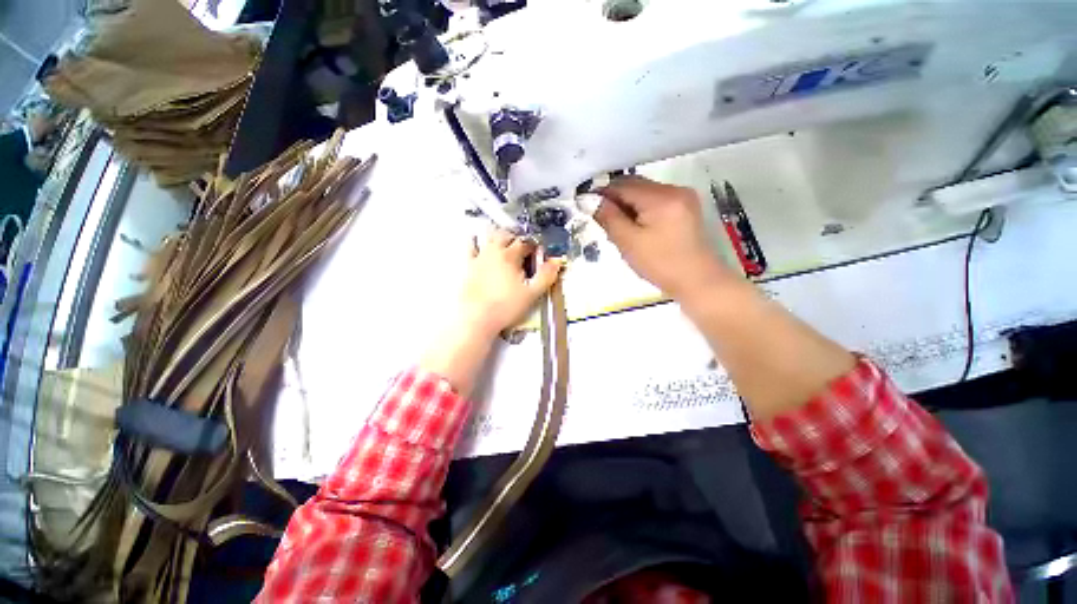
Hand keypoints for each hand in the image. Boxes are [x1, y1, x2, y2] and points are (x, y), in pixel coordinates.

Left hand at [457, 230, 563, 337]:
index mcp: (510, 256)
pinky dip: (476, 242)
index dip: (534, 245)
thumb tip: (556, 261)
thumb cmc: (506, 307)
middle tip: (523, 247)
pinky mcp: (468, 266)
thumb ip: (546, 275)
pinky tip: (478, 243)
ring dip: (498, 236)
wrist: (477, 318)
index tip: (538, 251)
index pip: (525, 243)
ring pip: (489, 237)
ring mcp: (479, 257)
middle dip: (516, 238)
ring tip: (505, 243)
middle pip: (506, 235)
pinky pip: (470, 246)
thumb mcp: (532, 293)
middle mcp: (494, 251)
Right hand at [595, 176, 733, 298]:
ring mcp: (683, 196)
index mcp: (661, 197)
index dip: (601, 192)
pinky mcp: (686, 206)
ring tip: (617, 224)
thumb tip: (590, 200)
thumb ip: (609, 217)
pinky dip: (641, 208)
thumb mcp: (628, 242)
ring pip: (645, 192)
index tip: (585, 204)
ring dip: (627, 203)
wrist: (697, 280)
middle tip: (600, 217)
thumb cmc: (660, 264)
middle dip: (615, 198)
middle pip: (635, 185)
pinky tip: (635, 225)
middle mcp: (674, 189)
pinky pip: (656, 200)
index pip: (623, 185)